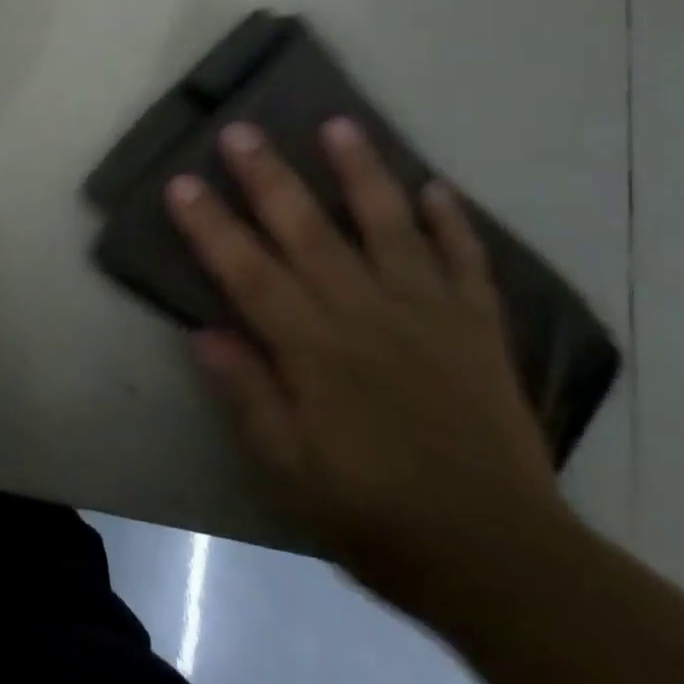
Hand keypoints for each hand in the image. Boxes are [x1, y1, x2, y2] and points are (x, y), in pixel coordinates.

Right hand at [167, 119, 568, 623]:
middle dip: (269, 177)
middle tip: (241, 129)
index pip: (248, 272)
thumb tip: (202, 332)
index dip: (211, 225)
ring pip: (388, 226)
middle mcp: (366, 313)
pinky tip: (437, 187)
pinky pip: (465, 261)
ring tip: (340, 125)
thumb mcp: (292, 473)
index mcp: (315, 350)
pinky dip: (452, 222)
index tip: (181, 182)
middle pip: (308, 231)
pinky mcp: (477, 325)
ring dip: (362, 172)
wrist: (502, 559)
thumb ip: (248, 396)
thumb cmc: (378, 516)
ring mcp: (427, 312)